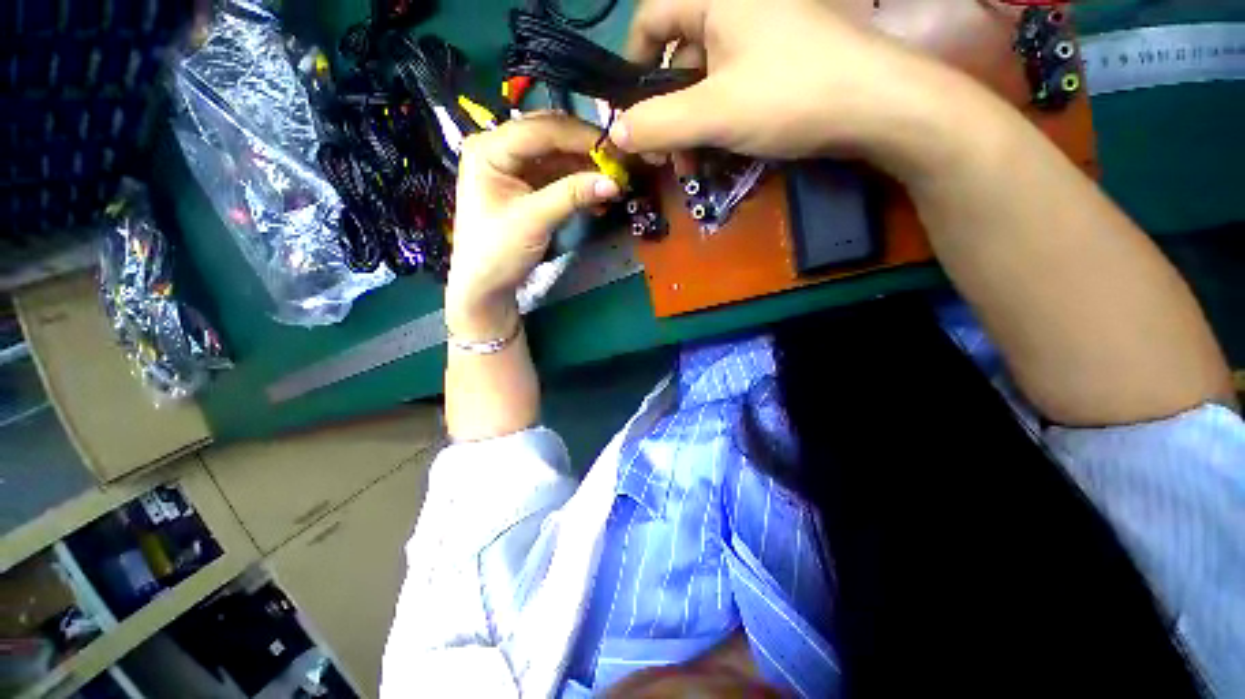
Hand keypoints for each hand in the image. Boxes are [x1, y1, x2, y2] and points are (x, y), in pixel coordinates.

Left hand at [446, 114, 621, 339]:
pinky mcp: (526, 187)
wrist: (485, 286)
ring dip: (584, 167)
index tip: (614, 147)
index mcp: (489, 148)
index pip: (540, 129)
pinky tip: (597, 194)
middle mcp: (500, 148)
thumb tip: (614, 182)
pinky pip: (557, 176)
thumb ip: (572, 195)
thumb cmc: (498, 251)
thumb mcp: (534, 220)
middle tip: (617, 160)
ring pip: (556, 156)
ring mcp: (514, 168)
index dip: (579, 136)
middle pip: (549, 136)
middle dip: (583, 148)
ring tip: (612, 178)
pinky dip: (577, 183)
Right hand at [610, 0, 974, 174]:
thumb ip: (657, 124)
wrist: (877, 107)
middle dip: (665, 112)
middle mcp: (736, 7)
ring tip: (692, 166)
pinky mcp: (779, 61)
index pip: (650, 19)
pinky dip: (718, 122)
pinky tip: (719, 152)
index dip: (633, 67)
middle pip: (678, 57)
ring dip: (691, 126)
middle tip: (664, 156)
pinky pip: (732, 88)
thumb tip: (616, 134)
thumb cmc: (788, 96)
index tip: (630, 114)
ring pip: (705, 81)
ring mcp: (761, 34)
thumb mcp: (712, 113)